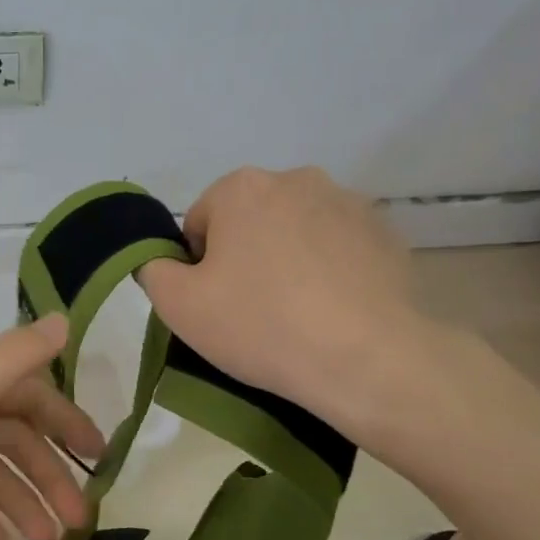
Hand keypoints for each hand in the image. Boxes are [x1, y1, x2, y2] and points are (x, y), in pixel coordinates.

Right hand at [137, 167, 434, 423]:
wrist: (367, 360)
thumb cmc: (261, 325)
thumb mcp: (178, 305)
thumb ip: (152, 269)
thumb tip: (159, 259)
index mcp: (242, 187)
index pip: (200, 223)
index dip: (198, 266)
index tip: (215, 303)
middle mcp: (297, 179)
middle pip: (250, 221)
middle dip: (245, 257)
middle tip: (252, 310)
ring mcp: (349, 204)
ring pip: (296, 232)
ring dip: (288, 261)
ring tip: (297, 314)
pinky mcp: (387, 234)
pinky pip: (339, 249)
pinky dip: (330, 271)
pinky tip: (333, 312)